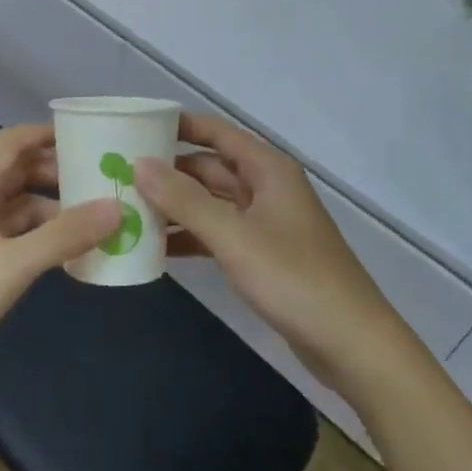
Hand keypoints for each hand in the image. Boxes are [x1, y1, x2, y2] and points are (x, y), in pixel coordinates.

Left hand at [0, 125, 120, 416]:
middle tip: (103, 180)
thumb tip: (117, 207)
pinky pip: (16, 239)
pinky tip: (71, 254)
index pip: (12, 142)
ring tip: (98, 218)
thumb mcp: (12, 265)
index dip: (47, 134)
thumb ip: (64, 235)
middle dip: (58, 173)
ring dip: (54, 210)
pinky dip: (42, 239)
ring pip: (19, 208)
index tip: (89, 135)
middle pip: (18, 173)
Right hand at [137, 115, 408, 395]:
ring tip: (127, 209)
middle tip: (119, 174)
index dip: (177, 125)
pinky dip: (191, 237)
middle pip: (209, 167)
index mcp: (267, 169)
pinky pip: (219, 234)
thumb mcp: (233, 236)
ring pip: (211, 202)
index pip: (215, 132)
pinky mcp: (263, 255)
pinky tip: (157, 248)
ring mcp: (265, 222)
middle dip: (168, 170)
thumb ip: (184, 200)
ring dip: (176, 206)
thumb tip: (139, 163)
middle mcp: (266, 187)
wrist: (352, 344)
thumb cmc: (294, 278)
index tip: (134, 127)